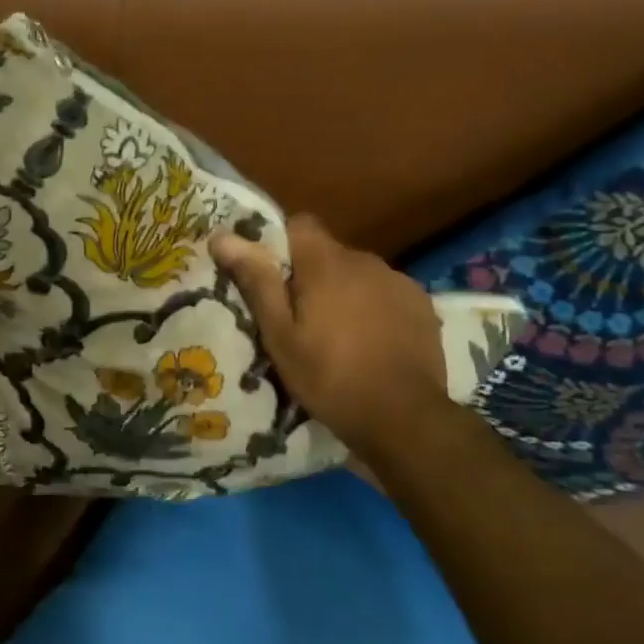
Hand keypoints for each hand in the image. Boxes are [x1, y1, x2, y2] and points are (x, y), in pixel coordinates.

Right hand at [211, 215, 447, 453]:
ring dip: (345, 292)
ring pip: (358, 274)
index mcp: (326, 263)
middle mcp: (364, 260)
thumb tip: (222, 236)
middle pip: (328, 253)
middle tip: (300, 317)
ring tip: (338, 334)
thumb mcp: (280, 336)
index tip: (272, 276)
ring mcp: (398, 281)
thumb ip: (256, 281)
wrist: (406, 419)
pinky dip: (374, 308)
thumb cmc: (330, 377)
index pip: (299, 224)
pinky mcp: (421, 305)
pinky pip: (386, 293)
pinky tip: (372, 342)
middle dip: (313, 275)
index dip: (282, 243)